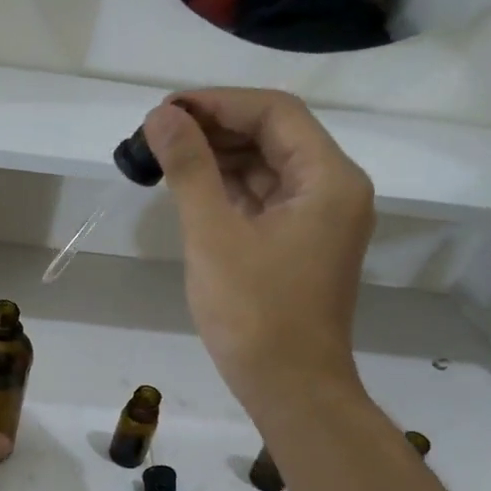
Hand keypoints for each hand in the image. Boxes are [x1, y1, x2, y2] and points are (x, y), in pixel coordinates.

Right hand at [144, 90, 374, 417]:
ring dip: (219, 157)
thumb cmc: (254, 313)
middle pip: (274, 136)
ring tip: (165, 156)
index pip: (275, 113)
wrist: (289, 388)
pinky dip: (229, 189)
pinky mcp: (301, 245)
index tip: (165, 109)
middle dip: (215, 128)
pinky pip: (265, 199)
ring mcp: (319, 219)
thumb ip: (189, 168)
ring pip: (268, 168)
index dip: (217, 103)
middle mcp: (333, 189)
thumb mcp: (214, 235)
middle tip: (157, 133)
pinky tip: (190, 187)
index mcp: (328, 178)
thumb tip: (161, 116)